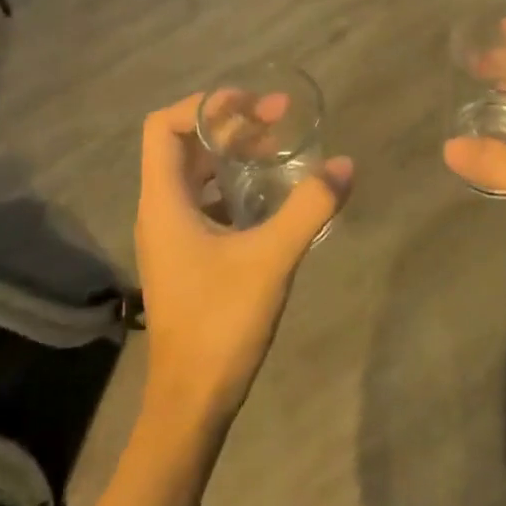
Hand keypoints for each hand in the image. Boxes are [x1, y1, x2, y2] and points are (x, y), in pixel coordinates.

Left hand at [134, 92, 352, 431]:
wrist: (191, 402)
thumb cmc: (220, 324)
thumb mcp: (270, 259)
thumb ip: (308, 208)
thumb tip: (344, 165)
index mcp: (164, 201)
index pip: (165, 127)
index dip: (204, 105)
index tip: (250, 104)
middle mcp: (160, 210)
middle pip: (186, 145)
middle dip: (230, 124)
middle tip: (279, 117)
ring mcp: (172, 235)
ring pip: (198, 175)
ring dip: (234, 155)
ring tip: (280, 149)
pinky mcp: (187, 256)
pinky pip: (207, 202)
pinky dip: (235, 187)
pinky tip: (272, 197)